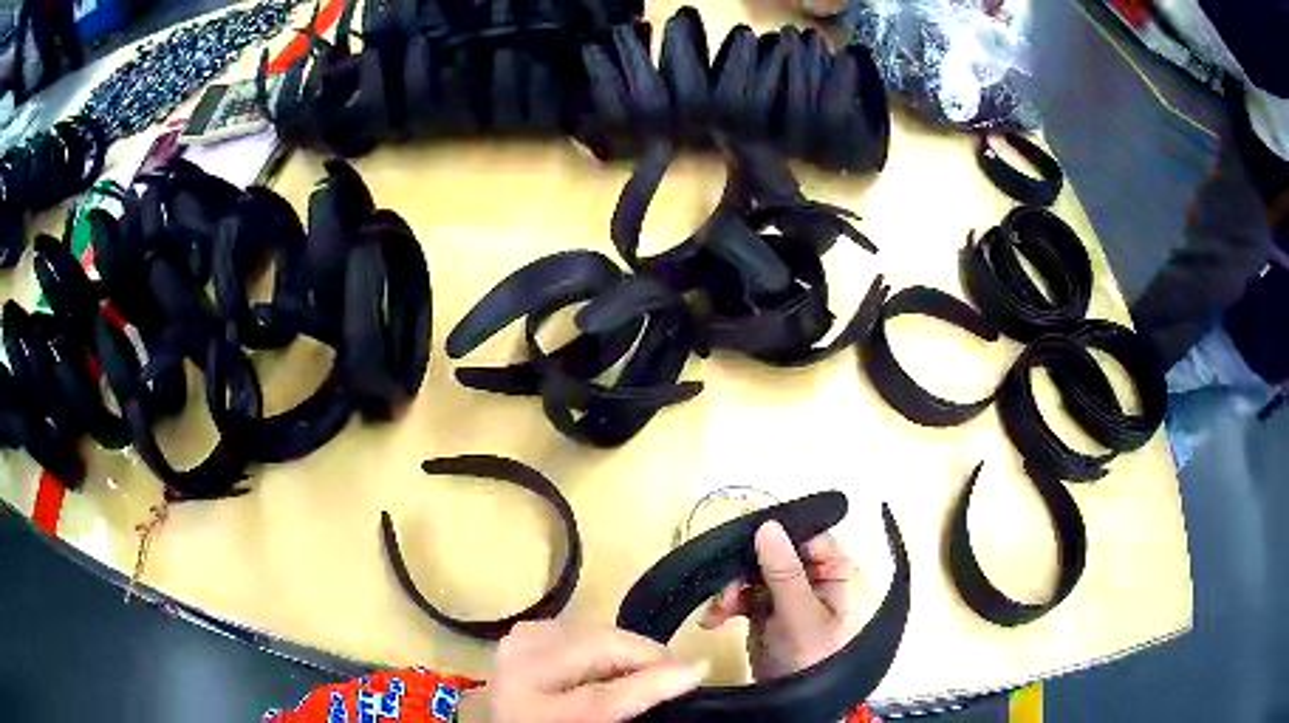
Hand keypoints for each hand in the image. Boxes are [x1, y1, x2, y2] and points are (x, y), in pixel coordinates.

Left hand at [470, 620, 706, 722]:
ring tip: (647, 666)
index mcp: (536, 714)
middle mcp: (519, 673)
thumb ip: (628, 709)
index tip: (699, 671)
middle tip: (676, 670)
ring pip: (591, 631)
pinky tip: (612, 659)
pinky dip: (601, 640)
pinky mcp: (520, 632)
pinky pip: (576, 627)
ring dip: (626, 646)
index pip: (604, 697)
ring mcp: (515, 645)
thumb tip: (681, 679)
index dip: (655, 682)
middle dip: (646, 654)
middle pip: (597, 649)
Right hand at [699, 521, 862, 680]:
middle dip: (744, 569)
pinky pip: (743, 597)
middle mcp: (813, 579)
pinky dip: (726, 606)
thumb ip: (785, 572)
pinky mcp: (767, 614)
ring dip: (730, 589)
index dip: (776, 534)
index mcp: (835, 573)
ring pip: (753, 575)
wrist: (794, 706)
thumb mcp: (801, 616)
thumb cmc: (813, 658)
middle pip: (774, 554)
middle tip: (722, 587)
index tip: (742, 538)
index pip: (807, 536)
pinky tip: (713, 620)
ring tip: (717, 611)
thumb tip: (768, 525)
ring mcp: (788, 597)